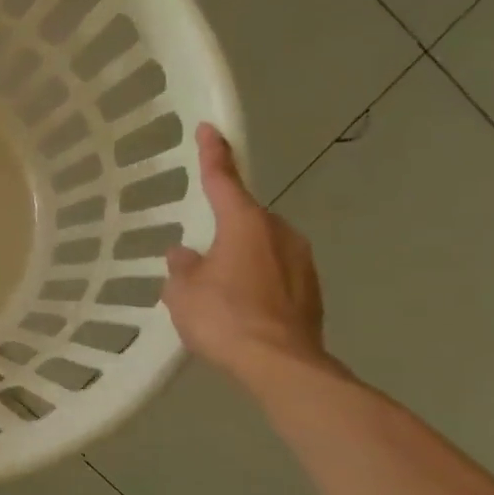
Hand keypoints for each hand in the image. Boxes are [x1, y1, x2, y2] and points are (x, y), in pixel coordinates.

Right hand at [163, 124, 327, 383]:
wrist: (281, 366)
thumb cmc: (225, 318)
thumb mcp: (183, 291)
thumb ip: (182, 267)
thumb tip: (186, 255)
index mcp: (245, 223)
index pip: (223, 179)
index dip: (213, 153)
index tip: (209, 129)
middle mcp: (279, 233)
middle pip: (245, 218)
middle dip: (224, 228)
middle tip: (199, 253)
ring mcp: (301, 262)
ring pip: (262, 248)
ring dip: (241, 258)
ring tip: (218, 288)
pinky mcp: (311, 291)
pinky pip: (275, 274)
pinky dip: (256, 282)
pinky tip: (240, 308)